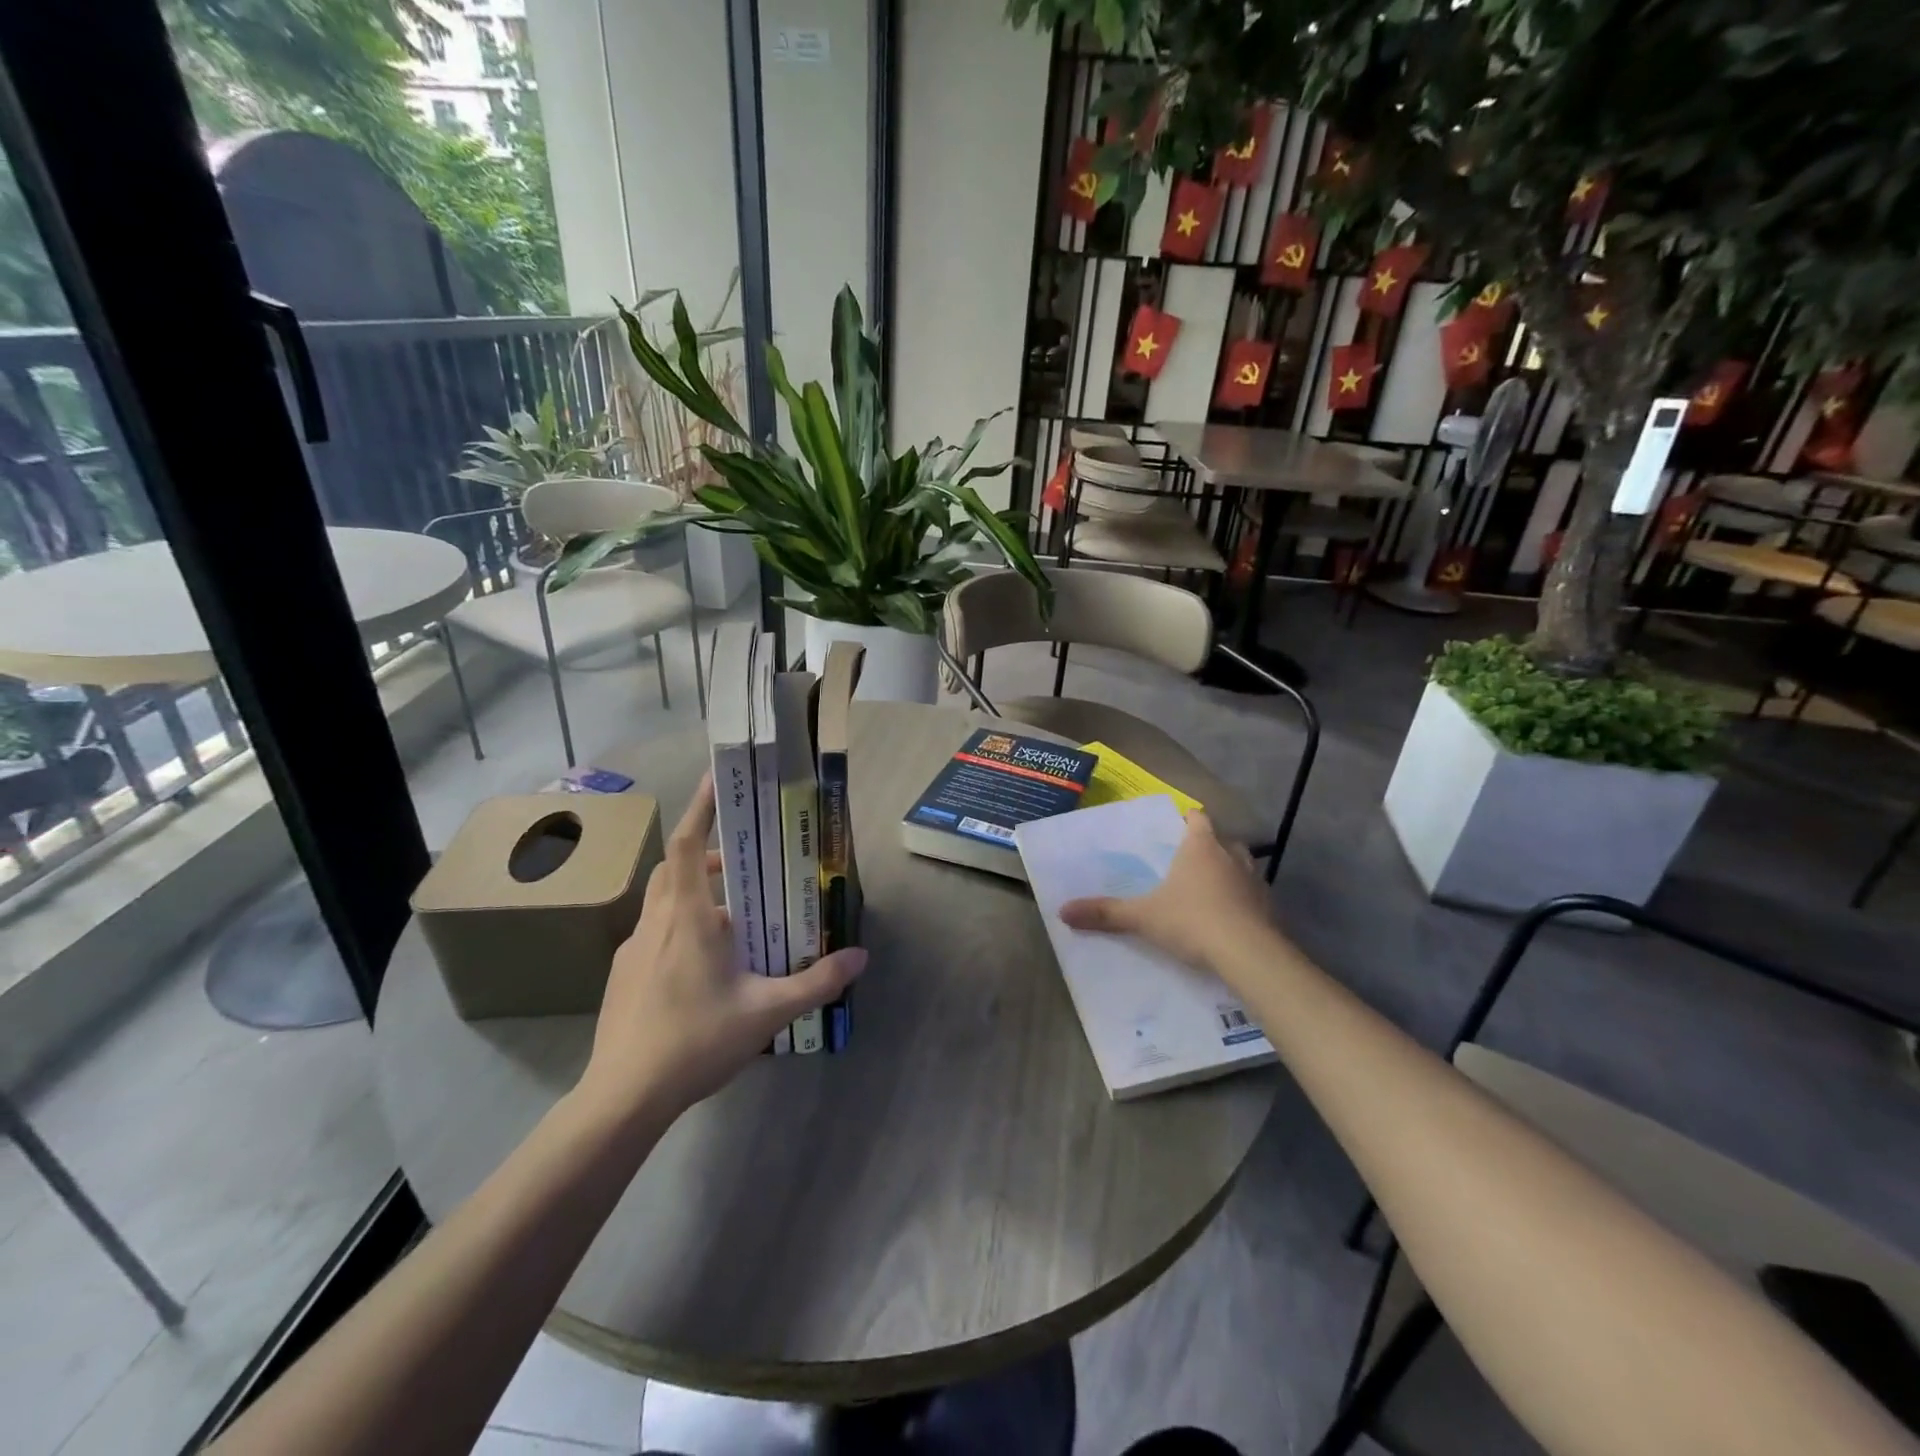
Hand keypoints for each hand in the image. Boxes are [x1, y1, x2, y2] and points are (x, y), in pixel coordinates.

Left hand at [578, 774, 866, 1122]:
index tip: (717, 780)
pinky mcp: (622, 976)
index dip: (701, 808)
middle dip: (709, 855)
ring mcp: (632, 950)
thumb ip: (817, 982)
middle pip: (676, 868)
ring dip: (696, 895)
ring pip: (663, 902)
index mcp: (687, 918)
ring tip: (734, 922)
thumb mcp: (767, 1012)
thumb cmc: (696, 1041)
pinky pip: (655, 934)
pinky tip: (704, 968)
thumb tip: (861, 957)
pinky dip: (680, 929)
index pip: (688, 845)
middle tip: (746, 865)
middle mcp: (655, 923)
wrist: (623, 1098)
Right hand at [1059, 810, 1275, 975]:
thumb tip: (1062, 910)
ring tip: (1210, 889)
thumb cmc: (1192, 921)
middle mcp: (1232, 856)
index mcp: (1201, 846)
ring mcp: (1256, 881)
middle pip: (1222, 840)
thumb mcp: (1143, 917)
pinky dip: (1242, 902)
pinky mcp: (1270, 908)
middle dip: (1209, 847)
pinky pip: (1253, 897)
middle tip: (1189, 861)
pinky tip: (1230, 919)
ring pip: (1242, 866)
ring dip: (1229, 873)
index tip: (1178, 826)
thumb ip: (1105, 912)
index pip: (1198, 818)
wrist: (1249, 954)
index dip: (1188, 819)